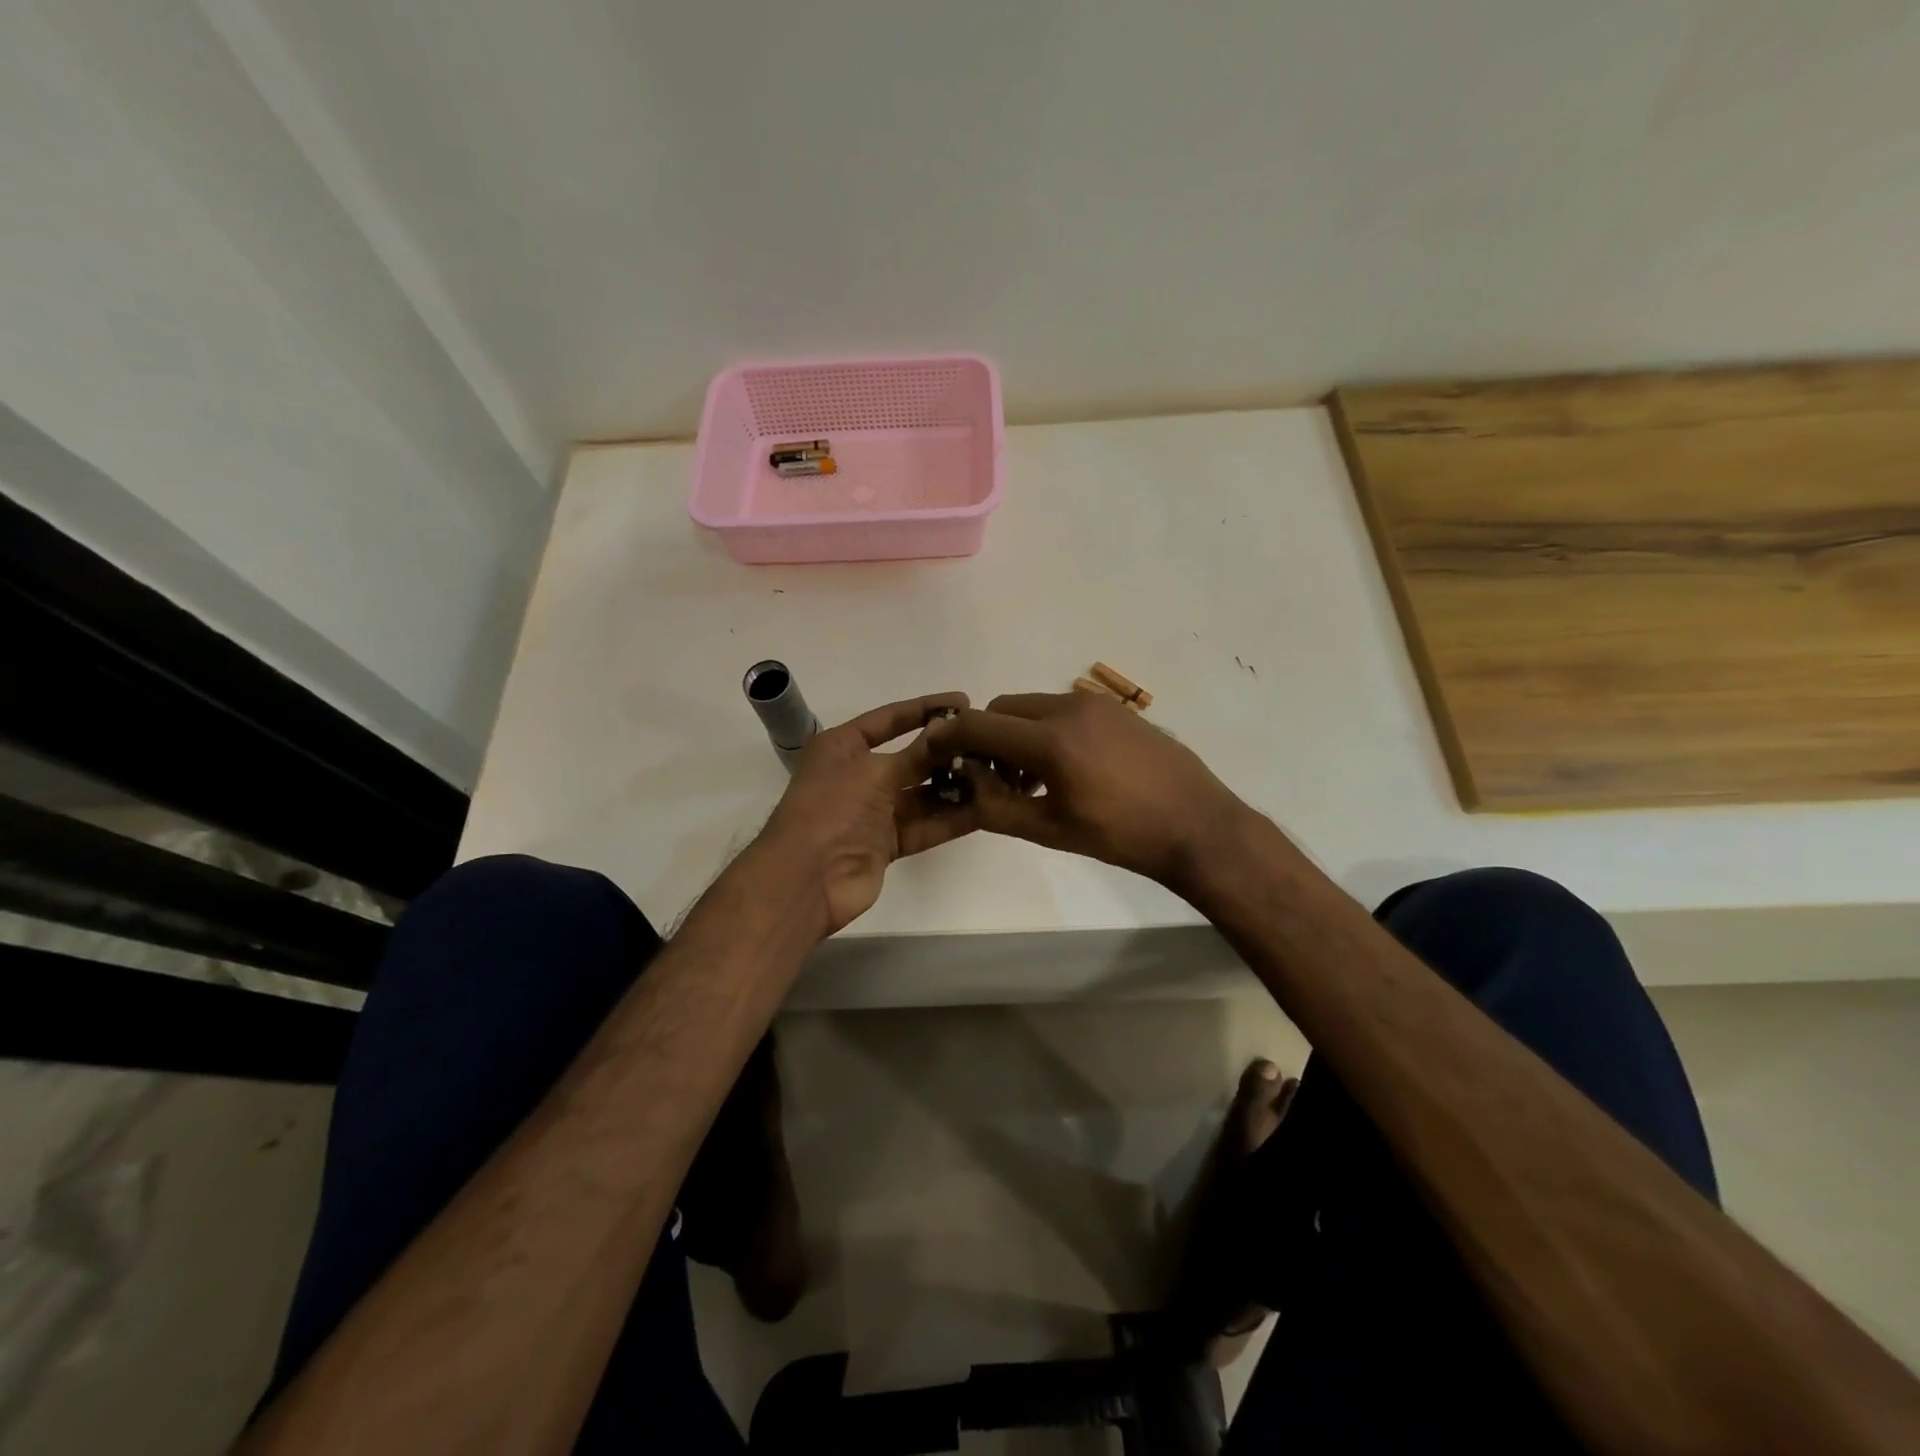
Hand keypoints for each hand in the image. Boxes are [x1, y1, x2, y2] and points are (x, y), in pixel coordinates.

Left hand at [755, 691, 974, 935]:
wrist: (806, 879)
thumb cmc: (832, 810)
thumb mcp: (875, 772)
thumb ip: (917, 753)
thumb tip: (950, 727)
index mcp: (843, 747)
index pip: (889, 719)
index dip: (925, 708)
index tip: (963, 701)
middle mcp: (858, 774)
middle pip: (910, 757)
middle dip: (946, 751)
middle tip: (988, 742)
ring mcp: (873, 811)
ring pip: (921, 794)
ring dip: (954, 786)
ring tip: (994, 774)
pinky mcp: (887, 843)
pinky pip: (925, 826)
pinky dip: (951, 819)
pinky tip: (985, 809)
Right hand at [925, 691, 1249, 892]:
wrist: (1195, 824)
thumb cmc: (1120, 835)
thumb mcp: (1049, 830)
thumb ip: (994, 805)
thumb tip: (965, 779)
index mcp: (1050, 740)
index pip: (978, 724)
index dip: (950, 737)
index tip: (938, 755)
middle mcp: (1069, 707)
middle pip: (1003, 708)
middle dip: (987, 738)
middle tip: (994, 779)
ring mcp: (1096, 704)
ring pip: (1033, 707)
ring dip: (1017, 734)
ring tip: (1032, 780)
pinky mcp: (1115, 709)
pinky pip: (1063, 709)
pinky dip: (1046, 730)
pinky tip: (1065, 768)